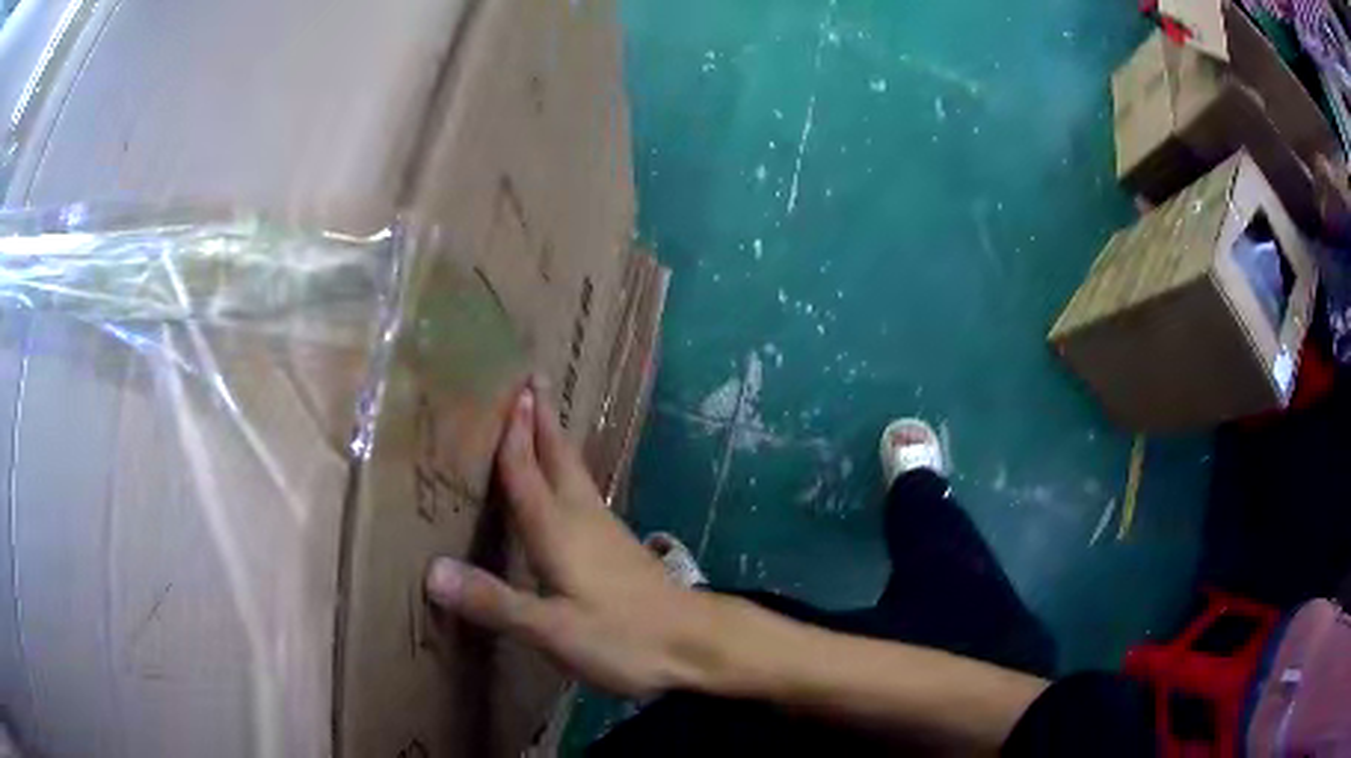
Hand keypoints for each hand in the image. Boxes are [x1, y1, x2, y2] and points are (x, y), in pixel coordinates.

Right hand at [424, 378, 710, 696]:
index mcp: (559, 531)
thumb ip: (494, 602)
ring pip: (575, 474)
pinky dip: (569, 475)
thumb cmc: (624, 637)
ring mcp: (608, 532)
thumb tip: (432, 571)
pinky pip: (585, 494)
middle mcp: (583, 519)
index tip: (511, 389)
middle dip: (543, 421)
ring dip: (556, 444)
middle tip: (534, 381)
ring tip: (543, 422)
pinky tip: (569, 490)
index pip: (527, 472)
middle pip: (559, 459)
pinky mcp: (621, 549)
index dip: (515, 434)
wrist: (698, 644)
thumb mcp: (552, 630)